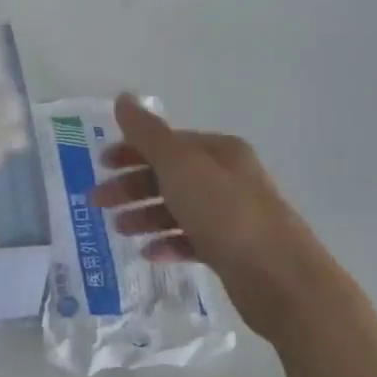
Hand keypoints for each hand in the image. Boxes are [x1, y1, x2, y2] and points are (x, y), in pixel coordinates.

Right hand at [90, 94, 351, 330]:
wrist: (279, 278)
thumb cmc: (225, 214)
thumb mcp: (180, 167)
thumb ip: (148, 134)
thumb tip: (123, 98)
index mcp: (219, 152)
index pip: (168, 143)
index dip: (131, 150)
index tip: (100, 165)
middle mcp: (228, 178)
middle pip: (170, 175)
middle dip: (132, 186)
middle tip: (97, 203)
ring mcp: (232, 215)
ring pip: (178, 208)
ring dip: (145, 215)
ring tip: (120, 230)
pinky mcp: (232, 250)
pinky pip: (191, 240)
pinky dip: (168, 243)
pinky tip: (150, 253)